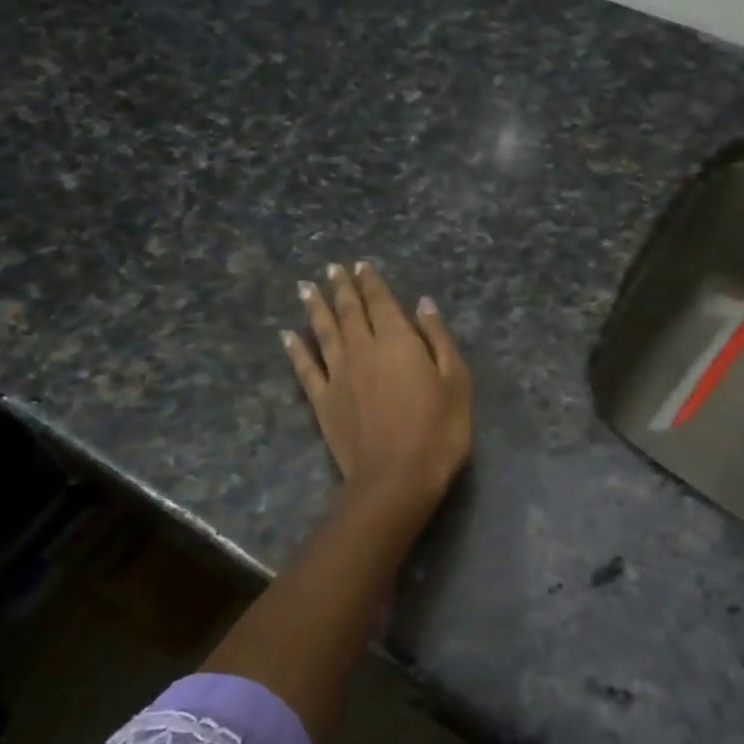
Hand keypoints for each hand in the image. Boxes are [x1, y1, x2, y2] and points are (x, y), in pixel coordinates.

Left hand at [284, 261, 472, 509]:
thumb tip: (423, 304)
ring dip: (314, 307)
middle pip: (349, 311)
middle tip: (331, 268)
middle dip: (341, 287)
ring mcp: (338, 375)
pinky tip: (287, 335)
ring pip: (323, 332)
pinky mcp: (323, 401)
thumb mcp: (456, 382)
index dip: (371, 282)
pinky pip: (305, 369)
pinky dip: (295, 350)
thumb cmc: (438, 430)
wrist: (395, 478)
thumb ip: (438, 339)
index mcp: (398, 341)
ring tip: (305, 287)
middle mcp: (363, 349)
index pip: (381, 303)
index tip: (361, 265)